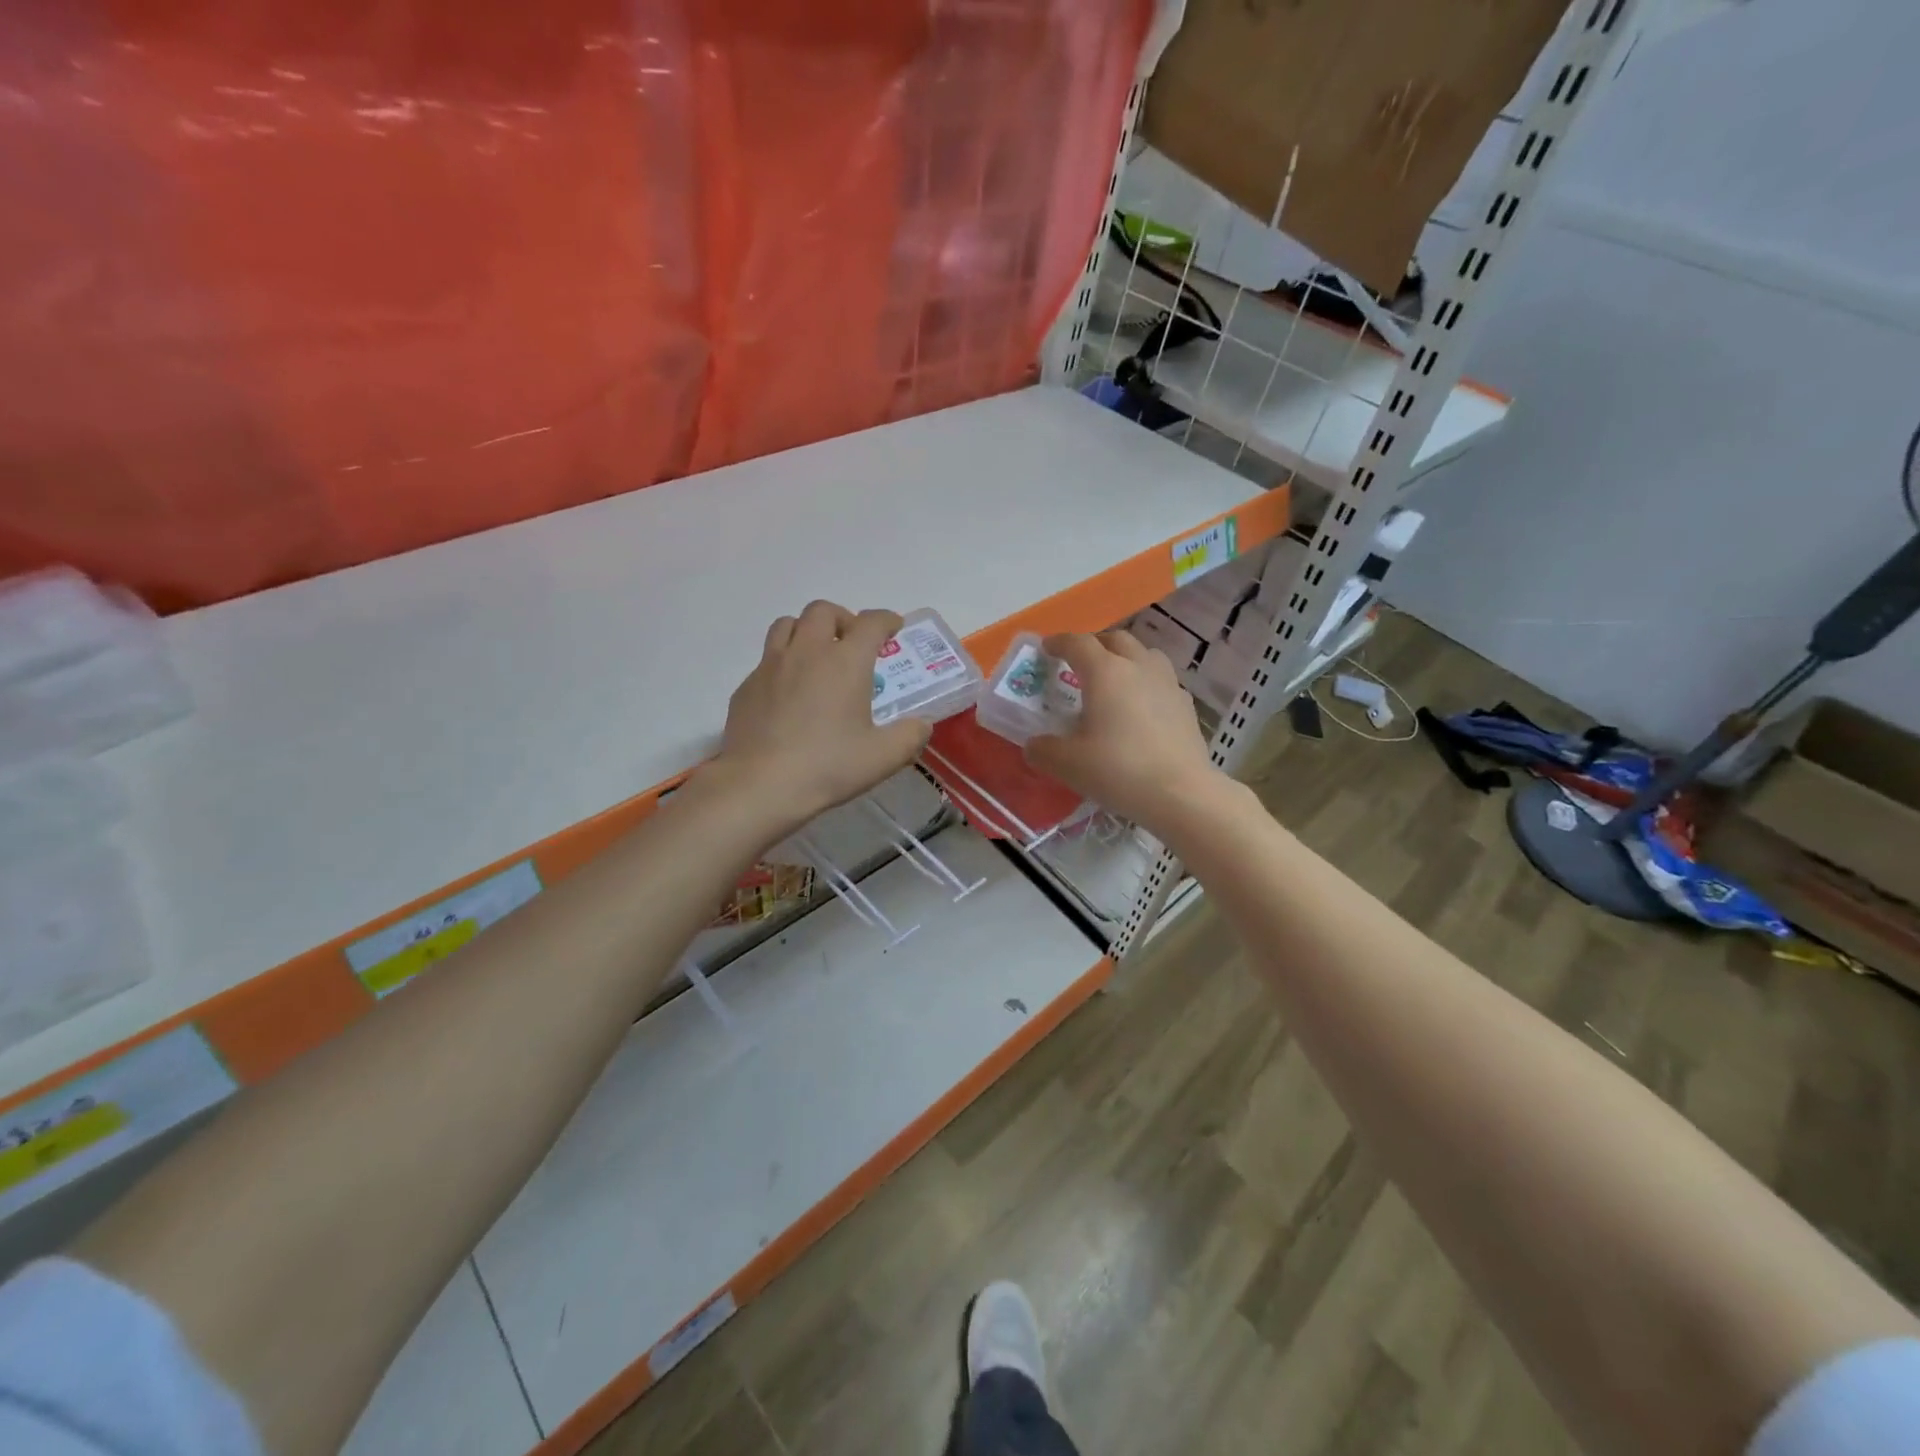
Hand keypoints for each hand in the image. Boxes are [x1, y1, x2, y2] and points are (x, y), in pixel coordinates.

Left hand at [704, 601, 931, 834]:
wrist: (759, 785)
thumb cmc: (828, 766)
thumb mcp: (883, 757)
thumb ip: (910, 736)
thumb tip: (921, 725)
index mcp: (846, 662)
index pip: (870, 622)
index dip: (886, 620)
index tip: (894, 628)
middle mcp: (807, 652)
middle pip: (823, 611)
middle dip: (843, 618)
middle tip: (852, 642)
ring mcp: (771, 666)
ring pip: (787, 625)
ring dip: (807, 631)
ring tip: (817, 656)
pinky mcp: (746, 687)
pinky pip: (766, 660)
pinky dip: (783, 663)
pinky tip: (788, 694)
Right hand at [1025, 630, 1225, 833]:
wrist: (1180, 794)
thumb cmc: (1118, 770)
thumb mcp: (1067, 764)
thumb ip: (1043, 750)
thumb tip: (1035, 745)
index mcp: (1105, 672)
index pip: (1078, 643)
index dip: (1059, 642)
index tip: (1046, 649)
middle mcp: (1138, 667)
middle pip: (1116, 639)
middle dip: (1094, 645)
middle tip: (1079, 663)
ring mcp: (1168, 684)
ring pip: (1144, 655)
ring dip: (1125, 659)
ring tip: (1114, 681)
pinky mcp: (1186, 705)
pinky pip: (1162, 681)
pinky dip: (1146, 684)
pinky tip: (1141, 709)